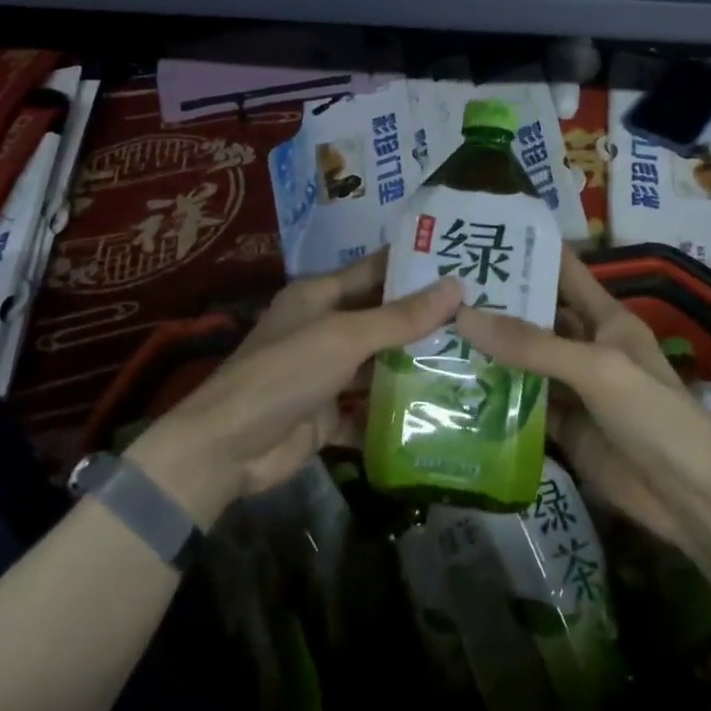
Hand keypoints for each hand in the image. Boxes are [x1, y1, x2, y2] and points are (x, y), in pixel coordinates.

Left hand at [131, 250, 460, 528]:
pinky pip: (369, 409)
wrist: (230, 447)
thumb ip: (400, 317)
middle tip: (481, 316)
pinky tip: (442, 412)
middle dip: (424, 320)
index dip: (413, 266)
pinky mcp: (329, 415)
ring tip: (473, 360)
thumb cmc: (285, 372)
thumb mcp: (345, 337)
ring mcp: (326, 374)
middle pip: (381, 319)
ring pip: (378, 365)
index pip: (374, 271)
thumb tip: (456, 287)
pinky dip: (396, 412)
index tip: (462, 262)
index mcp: (319, 296)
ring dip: (415, 366)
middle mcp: (323, 329)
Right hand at [455, 245, 710, 543]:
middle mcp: (588, 348)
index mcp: (606, 320)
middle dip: (496, 304)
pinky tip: (455, 387)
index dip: (530, 251)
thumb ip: (532, 344)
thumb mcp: (596, 368)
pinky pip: (524, 405)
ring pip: (525, 362)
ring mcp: (575, 390)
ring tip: (435, 332)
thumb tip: (463, 316)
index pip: (565, 272)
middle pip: (537, 317)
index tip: (483, 234)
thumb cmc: (654, 415)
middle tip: (438, 288)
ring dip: (489, 352)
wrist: (691, 498)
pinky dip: (495, 398)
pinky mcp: (565, 429)